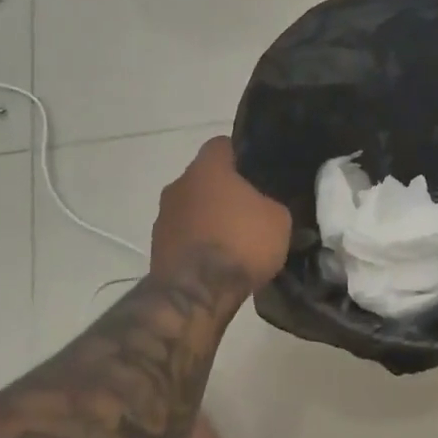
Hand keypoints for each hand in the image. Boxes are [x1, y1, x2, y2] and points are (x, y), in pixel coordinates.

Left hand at [151, 138, 291, 290]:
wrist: (196, 293)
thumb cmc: (241, 243)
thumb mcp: (279, 219)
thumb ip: (273, 203)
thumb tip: (266, 207)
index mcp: (207, 167)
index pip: (223, 145)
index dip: (243, 155)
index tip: (259, 173)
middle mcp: (179, 184)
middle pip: (206, 178)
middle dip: (226, 191)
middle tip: (252, 210)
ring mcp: (163, 216)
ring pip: (193, 207)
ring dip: (210, 218)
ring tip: (235, 241)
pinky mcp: (157, 245)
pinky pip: (185, 235)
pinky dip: (199, 242)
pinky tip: (218, 262)